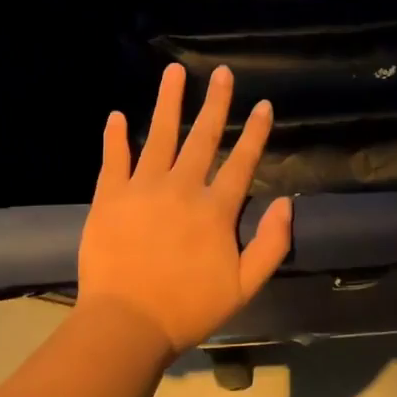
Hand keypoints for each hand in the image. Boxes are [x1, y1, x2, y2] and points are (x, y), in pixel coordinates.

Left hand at [77, 63, 292, 353]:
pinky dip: (115, 137)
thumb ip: (272, 244)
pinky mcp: (109, 197)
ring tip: (174, 72)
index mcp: (216, 209)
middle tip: (222, 73)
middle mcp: (182, 188)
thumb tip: (287, 202)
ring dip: (168, 101)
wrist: (127, 324)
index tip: (264, 105)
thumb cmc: (189, 308)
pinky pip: (113, 159)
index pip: (241, 162)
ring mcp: (143, 188)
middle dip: (216, 103)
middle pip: (203, 137)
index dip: (255, 133)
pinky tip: (117, 115)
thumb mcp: (245, 286)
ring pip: (159, 135)